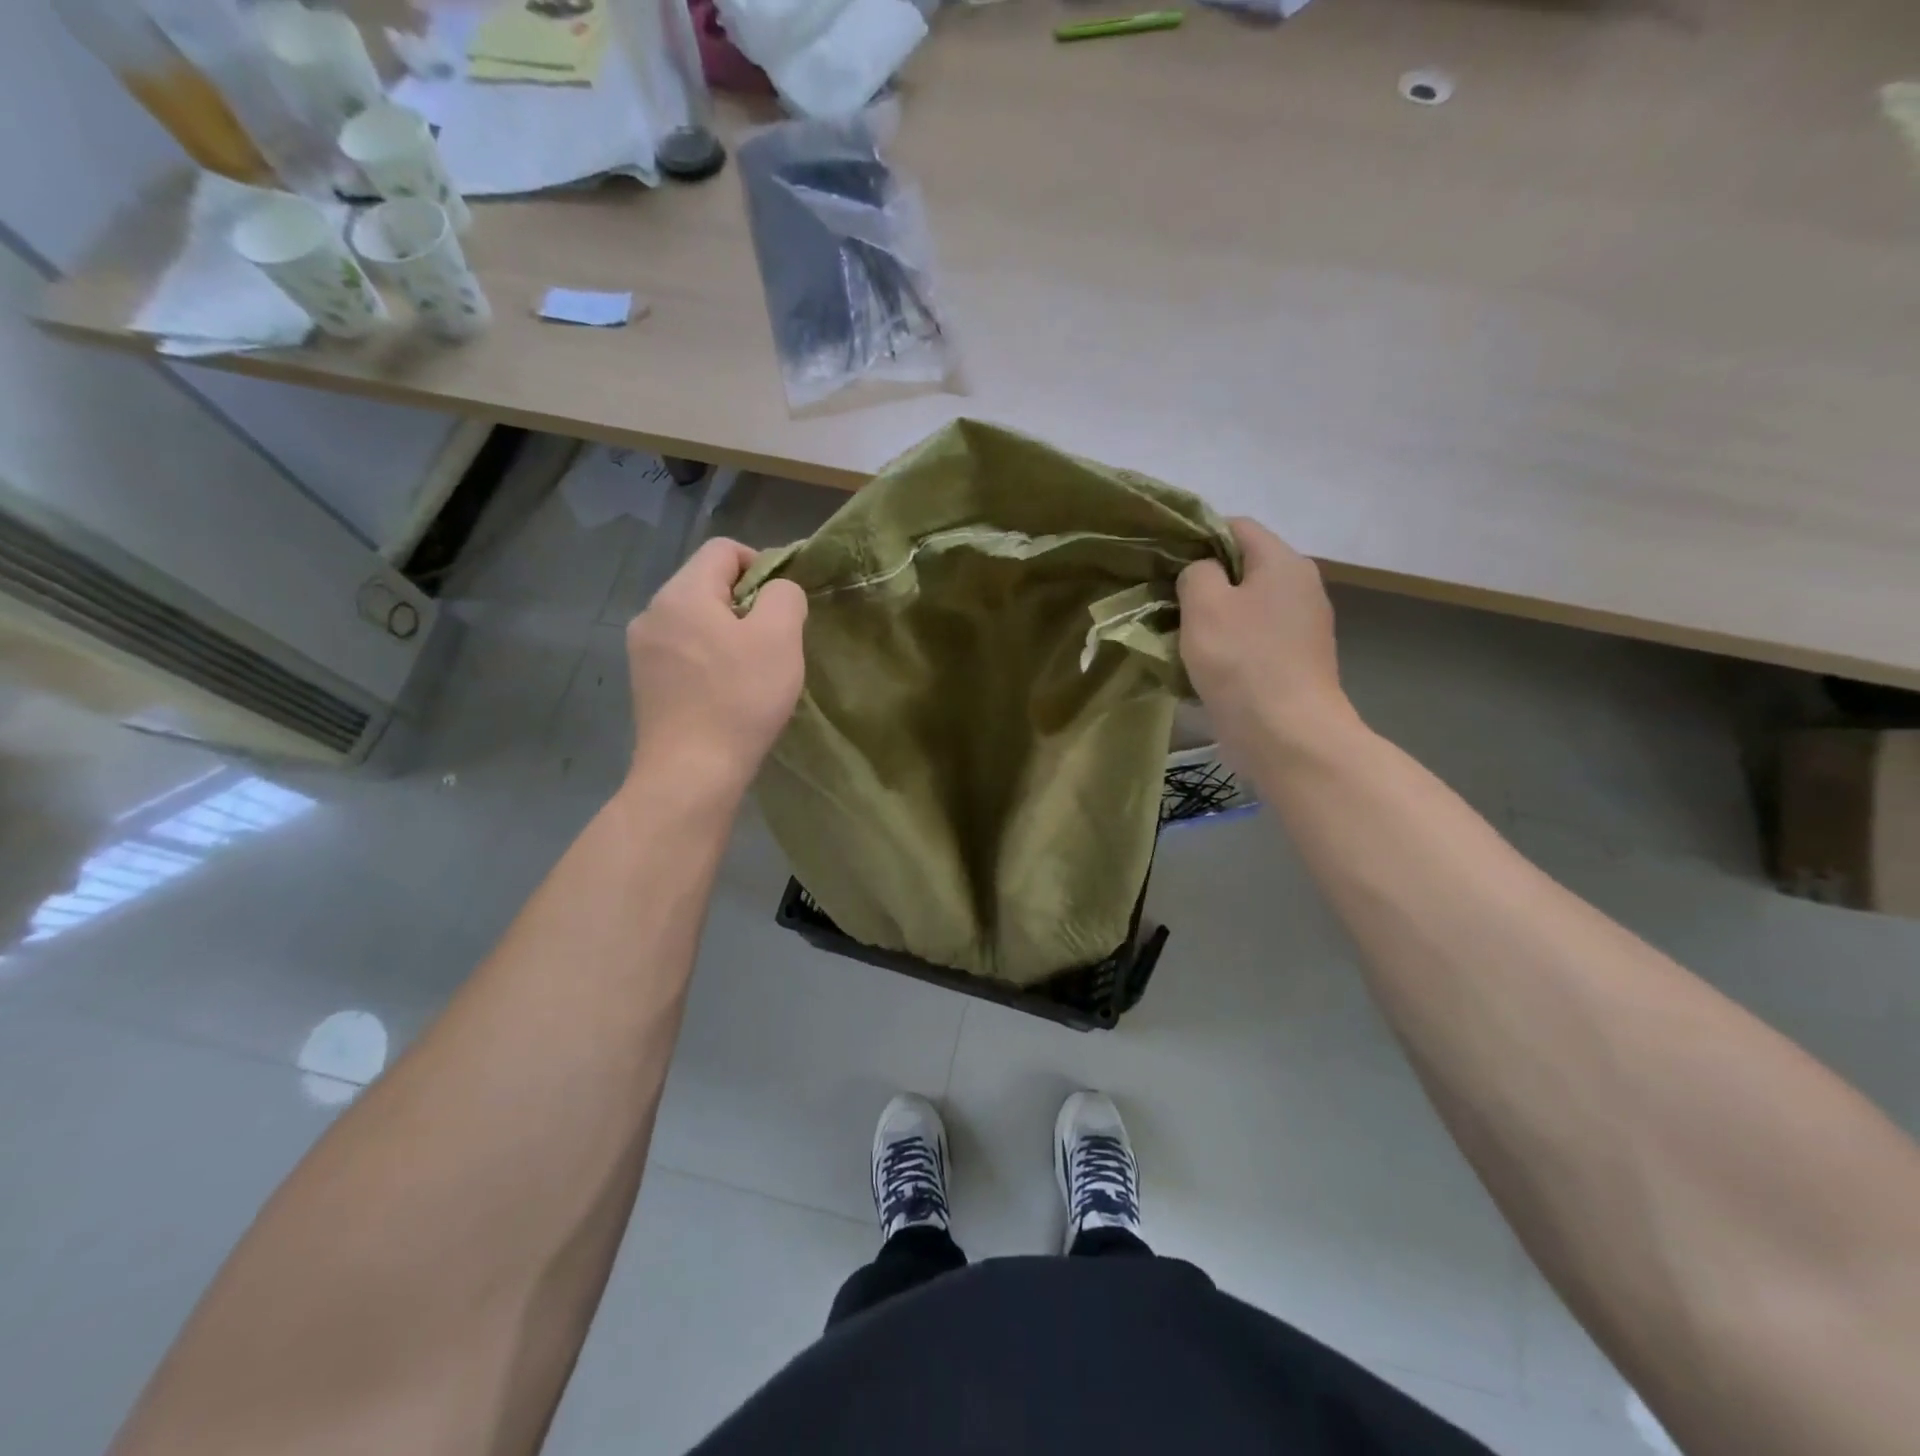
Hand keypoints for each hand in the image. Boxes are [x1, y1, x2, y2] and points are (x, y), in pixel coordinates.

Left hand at [626, 538, 807, 794]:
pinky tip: (726, 691)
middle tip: (775, 641)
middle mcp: (652, 612)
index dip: (762, 563)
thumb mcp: (780, 638)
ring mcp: (642, 650)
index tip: (785, 603)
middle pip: (706, 584)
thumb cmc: (739, 699)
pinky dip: (709, 658)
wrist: (691, 773)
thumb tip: (779, 591)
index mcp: (682, 593)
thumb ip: (785, 596)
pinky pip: (683, 651)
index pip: (723, 549)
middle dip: (746, 602)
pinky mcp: (644, 682)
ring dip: (728, 633)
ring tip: (752, 669)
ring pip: (695, 620)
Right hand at [1177, 518, 1354, 755]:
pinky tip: (1203, 666)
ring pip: (1246, 607)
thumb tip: (1201, 573)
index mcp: (1283, 562)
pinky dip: (1228, 646)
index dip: (1196, 537)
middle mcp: (1301, 587)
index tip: (1164, 564)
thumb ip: (1196, 572)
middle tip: (1164, 603)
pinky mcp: (1294, 662)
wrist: (1287, 736)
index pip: (1235, 526)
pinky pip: (1253, 639)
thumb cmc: (1242, 661)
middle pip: (1242, 568)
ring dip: (1212, 618)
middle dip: (1202, 582)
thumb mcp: (1204, 604)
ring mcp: (1301, 627)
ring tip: (1176, 637)